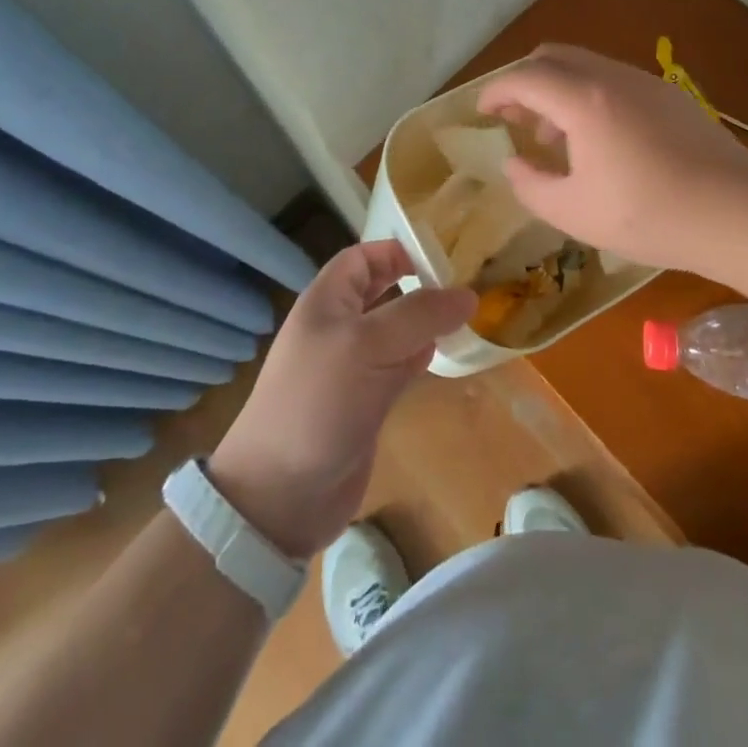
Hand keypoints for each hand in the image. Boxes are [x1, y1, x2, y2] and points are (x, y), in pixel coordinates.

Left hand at [208, 241, 475, 558]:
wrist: (279, 496)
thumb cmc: (318, 402)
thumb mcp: (367, 345)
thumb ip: (419, 315)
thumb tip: (468, 295)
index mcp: (327, 301)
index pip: (363, 257)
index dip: (397, 251)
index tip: (441, 261)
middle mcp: (339, 327)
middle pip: (383, 291)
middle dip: (418, 285)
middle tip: (462, 287)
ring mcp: (352, 366)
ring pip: (396, 330)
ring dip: (426, 323)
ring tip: (465, 318)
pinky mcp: (366, 401)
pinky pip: (399, 366)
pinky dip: (422, 357)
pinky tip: (445, 356)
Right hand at [477, 44, 747, 277]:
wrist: (738, 211)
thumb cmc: (649, 215)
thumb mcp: (575, 212)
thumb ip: (531, 185)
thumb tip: (514, 164)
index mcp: (583, 100)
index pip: (525, 78)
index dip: (496, 91)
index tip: (482, 113)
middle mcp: (612, 77)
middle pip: (554, 57)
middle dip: (525, 82)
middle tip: (514, 119)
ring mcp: (646, 82)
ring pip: (586, 66)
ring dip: (558, 90)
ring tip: (553, 136)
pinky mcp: (670, 95)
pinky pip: (614, 81)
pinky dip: (589, 96)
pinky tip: (599, 140)